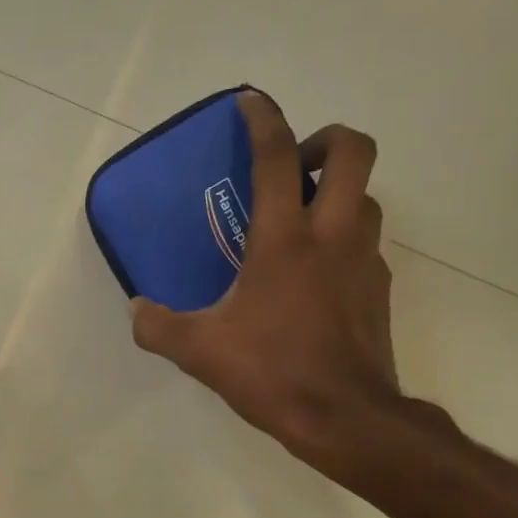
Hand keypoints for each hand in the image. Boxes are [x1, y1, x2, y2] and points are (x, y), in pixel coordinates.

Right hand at [130, 90, 424, 484]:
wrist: (344, 416)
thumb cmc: (271, 372)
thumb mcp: (199, 351)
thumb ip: (158, 326)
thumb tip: (137, 310)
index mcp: (285, 240)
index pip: (277, 157)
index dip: (264, 120)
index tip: (251, 102)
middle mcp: (333, 236)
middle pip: (354, 151)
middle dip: (326, 140)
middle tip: (295, 167)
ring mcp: (365, 260)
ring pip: (367, 198)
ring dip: (338, 193)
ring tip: (301, 223)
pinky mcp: (380, 290)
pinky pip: (367, 245)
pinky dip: (344, 241)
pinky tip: (316, 277)